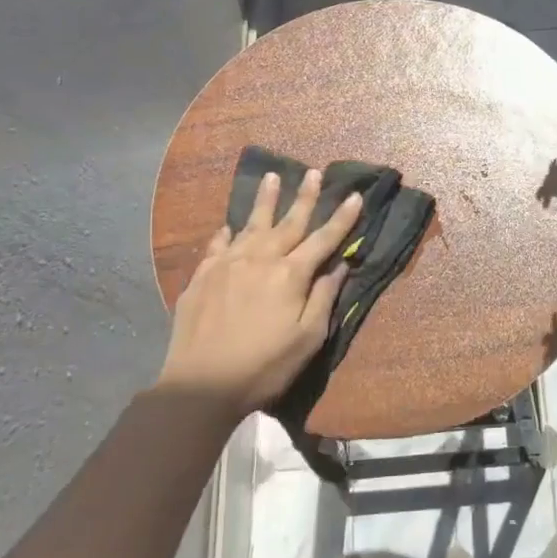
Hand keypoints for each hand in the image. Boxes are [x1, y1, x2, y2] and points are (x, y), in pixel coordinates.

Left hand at [159, 169, 362, 414]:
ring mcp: (228, 265)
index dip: (342, 218)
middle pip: (288, 222)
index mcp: (290, 275)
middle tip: (313, 172)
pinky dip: (226, 233)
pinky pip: (218, 245)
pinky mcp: (202, 276)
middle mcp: (260, 260)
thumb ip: (323, 298)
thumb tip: (339, 267)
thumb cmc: (264, 367)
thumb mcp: (307, 339)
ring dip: (265, 200)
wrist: (200, 385)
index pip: (323, 239)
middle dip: (305, 197)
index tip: (356, 196)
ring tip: (272, 176)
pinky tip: (229, 226)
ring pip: (251, 224)